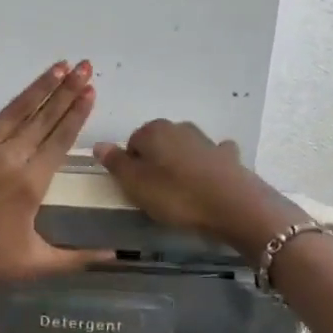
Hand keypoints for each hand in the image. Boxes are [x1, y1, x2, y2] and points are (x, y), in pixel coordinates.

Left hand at [0, 56, 110, 296]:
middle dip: (67, 91)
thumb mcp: (35, 264)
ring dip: (38, 87)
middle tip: (84, 65)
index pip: (61, 139)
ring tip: (58, 66)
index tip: (91, 91)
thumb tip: (115, 255)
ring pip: (13, 110)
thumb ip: (78, 257)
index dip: (78, 113)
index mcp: (31, 183)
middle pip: (43, 118)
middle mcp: (7, 157)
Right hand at [94, 119, 297, 260]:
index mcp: (153, 131)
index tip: (136, 188)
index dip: (131, 166)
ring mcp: (206, 140)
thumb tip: (99, 144)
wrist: (233, 205)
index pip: (131, 143)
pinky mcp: (228, 156)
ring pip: (183, 149)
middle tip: (156, 194)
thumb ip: (116, 163)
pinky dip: (206, 166)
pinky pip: (210, 157)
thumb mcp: (136, 185)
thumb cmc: (177, 196)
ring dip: (179, 164)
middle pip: (158, 144)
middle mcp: (179, 127)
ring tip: (181, 193)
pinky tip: (208, 182)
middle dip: (155, 163)